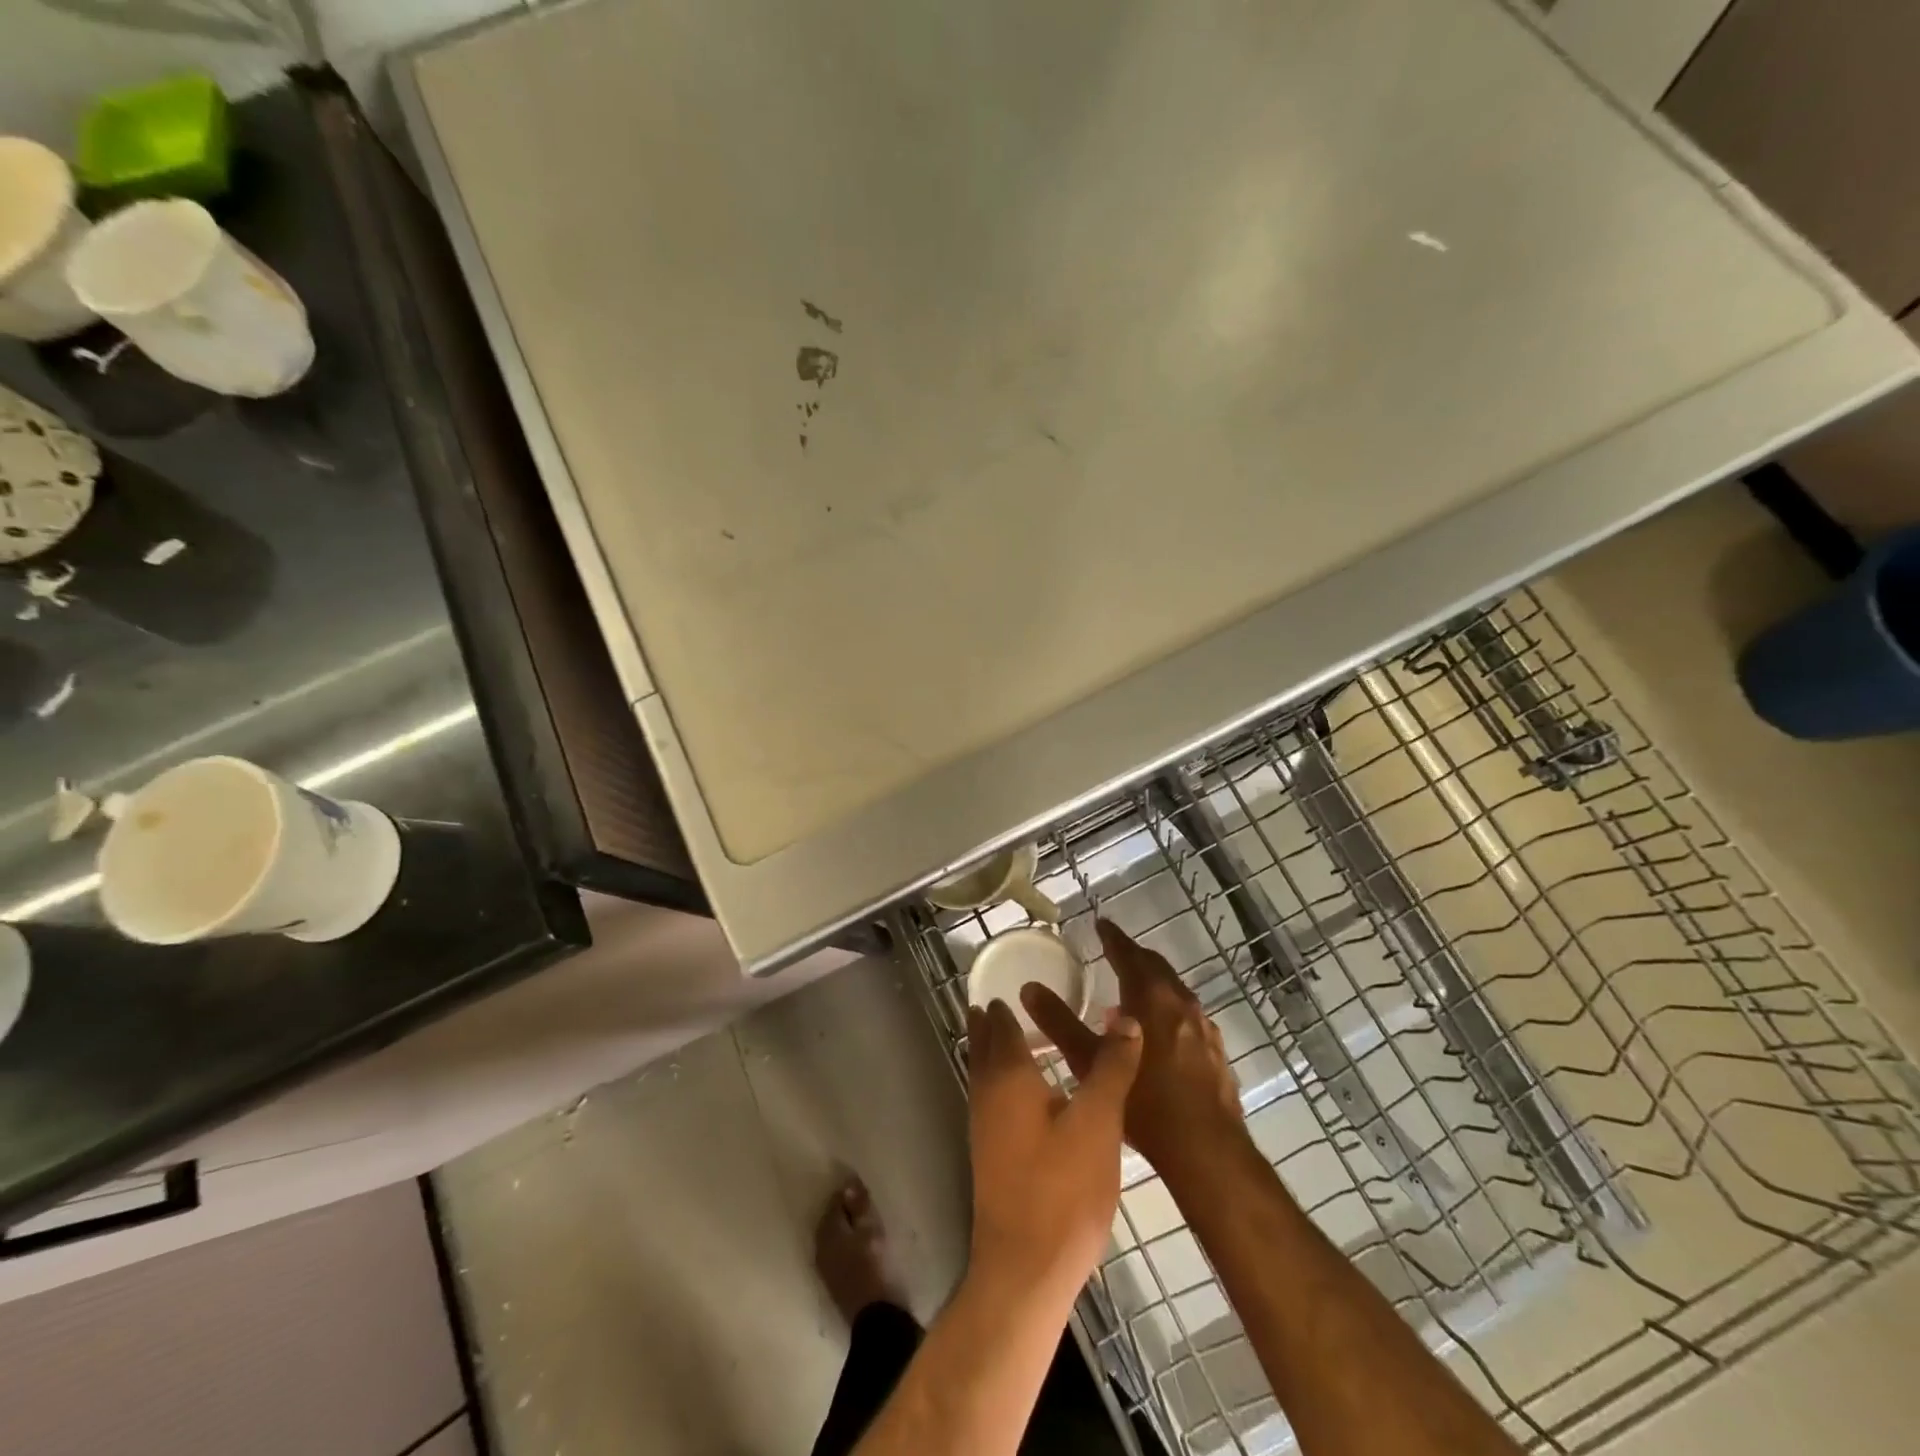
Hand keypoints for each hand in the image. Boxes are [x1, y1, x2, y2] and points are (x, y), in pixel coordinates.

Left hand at [965, 999, 1140, 1302]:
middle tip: (998, 1003)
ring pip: (984, 1075)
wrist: (1026, 1269)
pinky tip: (1023, 1096)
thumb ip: (1111, 1067)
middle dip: (989, 1025)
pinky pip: (991, 1100)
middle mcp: (988, 1095)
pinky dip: (1001, 1082)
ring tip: (1011, 1038)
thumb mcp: (1099, 1121)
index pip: (1001, 1026)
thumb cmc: (1062, 1188)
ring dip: (992, 1053)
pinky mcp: (991, 1157)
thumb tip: (1126, 1017)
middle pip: (984, 1048)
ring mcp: (985, 1129)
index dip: (1003, 1006)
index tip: (1008, 985)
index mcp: (1009, 1077)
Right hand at [1024, 919, 1247, 1186]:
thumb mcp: (1089, 1061)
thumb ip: (1059, 1022)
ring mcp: (1204, 1027)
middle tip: (1114, 951)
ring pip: (1175, 991)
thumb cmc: (1145, 1101)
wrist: (1206, 1150)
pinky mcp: (1216, 1052)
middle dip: (1134, 956)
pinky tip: (1162, 1033)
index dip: (1112, 937)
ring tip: (1133, 992)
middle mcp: (1180, 1002)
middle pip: (1155, 967)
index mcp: (1149, 996)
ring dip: (1154, 984)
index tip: (1100, 924)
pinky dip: (1170, 1011)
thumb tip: (1029, 988)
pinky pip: (1189, 1017)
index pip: (1127, 953)